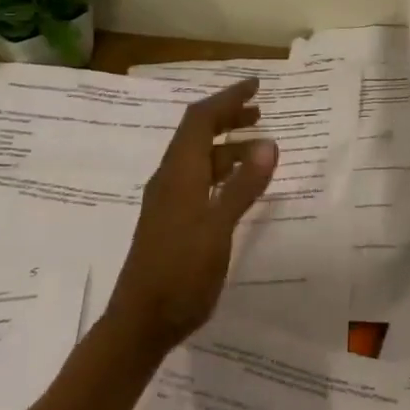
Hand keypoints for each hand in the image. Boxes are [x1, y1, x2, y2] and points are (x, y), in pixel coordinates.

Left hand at [105, 79, 277, 352]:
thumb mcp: (218, 229)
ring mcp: (169, 202)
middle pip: (197, 134)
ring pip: (198, 159)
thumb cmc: (180, 274)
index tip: (256, 85)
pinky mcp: (173, 221)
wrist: (140, 323)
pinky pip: (199, 180)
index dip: (227, 98)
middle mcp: (170, 180)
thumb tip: (268, 143)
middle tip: (261, 111)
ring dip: (227, 145)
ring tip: (259, 147)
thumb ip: (243, 186)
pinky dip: (223, 171)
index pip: (200, 120)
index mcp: (178, 175)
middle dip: (228, 117)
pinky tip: (240, 185)